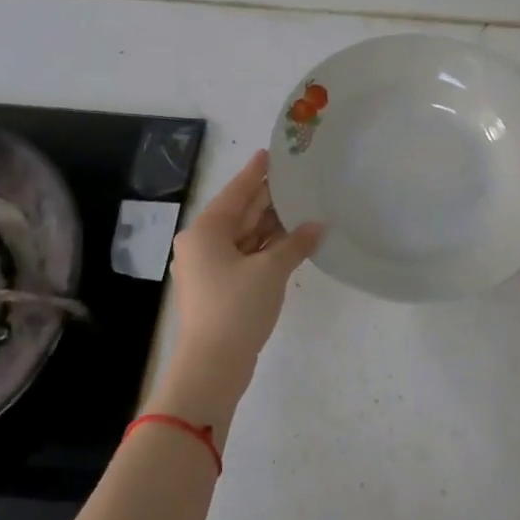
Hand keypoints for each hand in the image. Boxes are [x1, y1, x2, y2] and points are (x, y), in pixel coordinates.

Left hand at [168, 149, 321, 372]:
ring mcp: (209, 268)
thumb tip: (317, 226)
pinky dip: (267, 249)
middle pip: (240, 213)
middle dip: (268, 199)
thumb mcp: (270, 271)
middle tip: (297, 180)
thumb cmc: (236, 307)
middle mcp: (202, 244)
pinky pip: (246, 256)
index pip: (235, 192)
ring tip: (302, 207)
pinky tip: (292, 241)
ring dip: (271, 226)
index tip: (270, 154)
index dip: (255, 173)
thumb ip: (295, 244)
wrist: (213, 366)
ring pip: (244, 236)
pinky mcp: (220, 289)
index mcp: (205, 232)